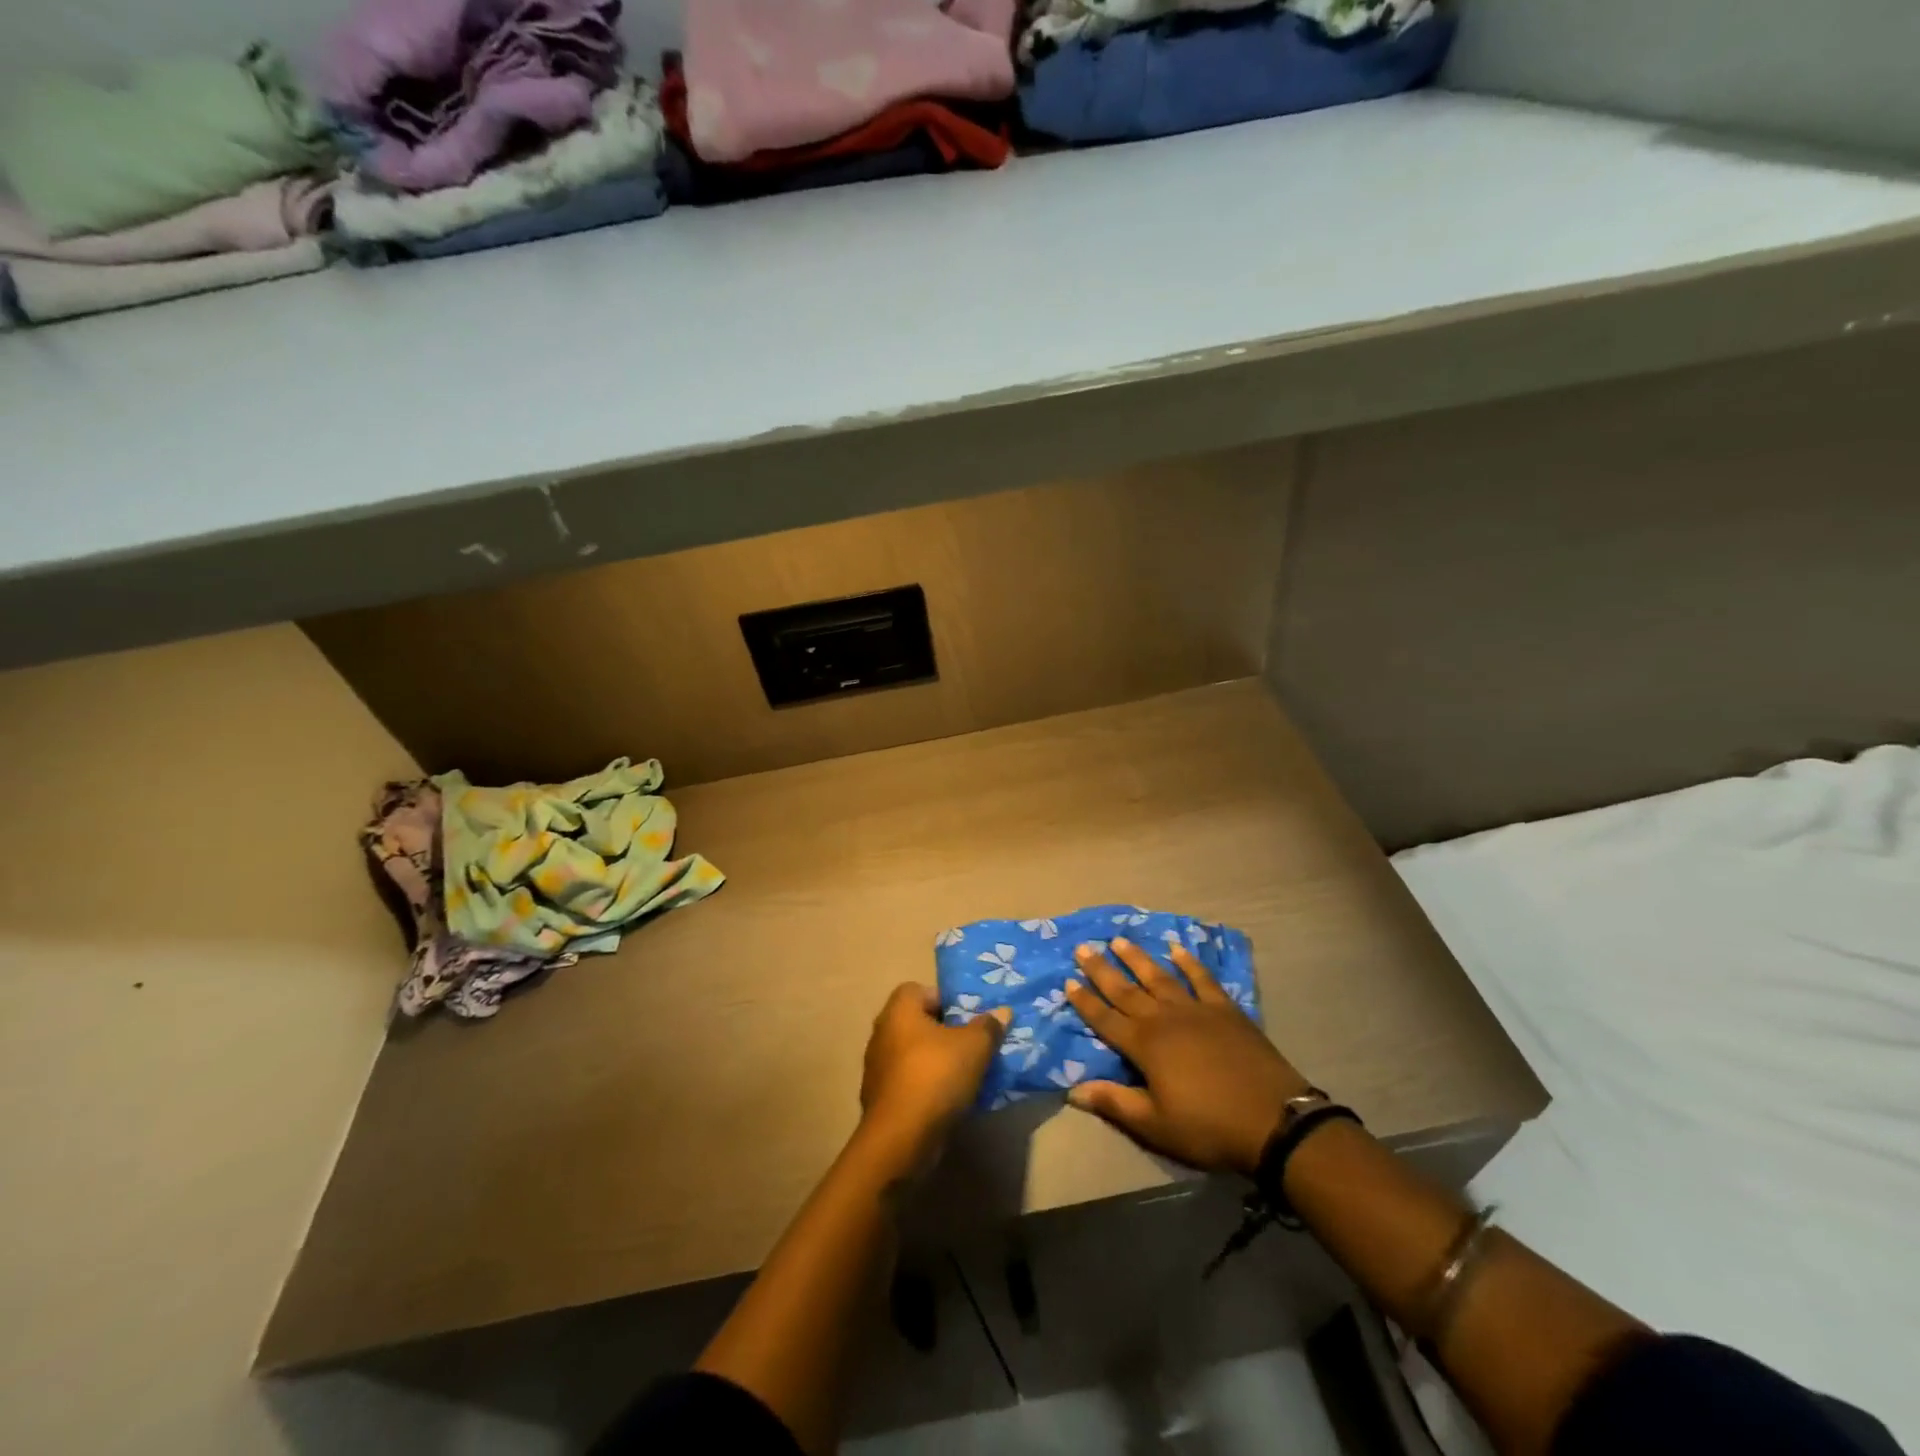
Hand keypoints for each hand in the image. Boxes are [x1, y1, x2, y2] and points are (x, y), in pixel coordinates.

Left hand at [858, 983, 1009, 1171]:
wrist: (900, 1138)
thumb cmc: (936, 1076)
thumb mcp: (974, 1047)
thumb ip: (988, 1027)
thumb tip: (1002, 1012)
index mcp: (899, 1010)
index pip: (918, 989)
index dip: (944, 999)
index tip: (967, 1018)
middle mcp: (881, 1032)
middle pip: (916, 1022)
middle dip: (943, 1031)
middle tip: (971, 1044)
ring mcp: (876, 1067)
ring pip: (912, 1054)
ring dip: (934, 1061)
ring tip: (964, 1074)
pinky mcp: (878, 1098)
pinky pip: (907, 1081)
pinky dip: (925, 1086)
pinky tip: (947, 1099)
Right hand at [1065, 937, 1311, 1175]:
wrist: (1273, 1119)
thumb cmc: (1208, 1127)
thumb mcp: (1155, 1125)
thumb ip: (1114, 1103)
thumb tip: (1073, 1090)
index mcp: (1144, 1046)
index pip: (1106, 1019)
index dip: (1085, 1002)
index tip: (1068, 981)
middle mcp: (1164, 1019)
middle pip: (1126, 990)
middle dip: (1102, 970)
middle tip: (1083, 948)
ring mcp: (1196, 1010)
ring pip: (1159, 977)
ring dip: (1138, 959)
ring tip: (1120, 940)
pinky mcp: (1225, 1010)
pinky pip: (1202, 979)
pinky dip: (1189, 963)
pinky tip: (1177, 949)